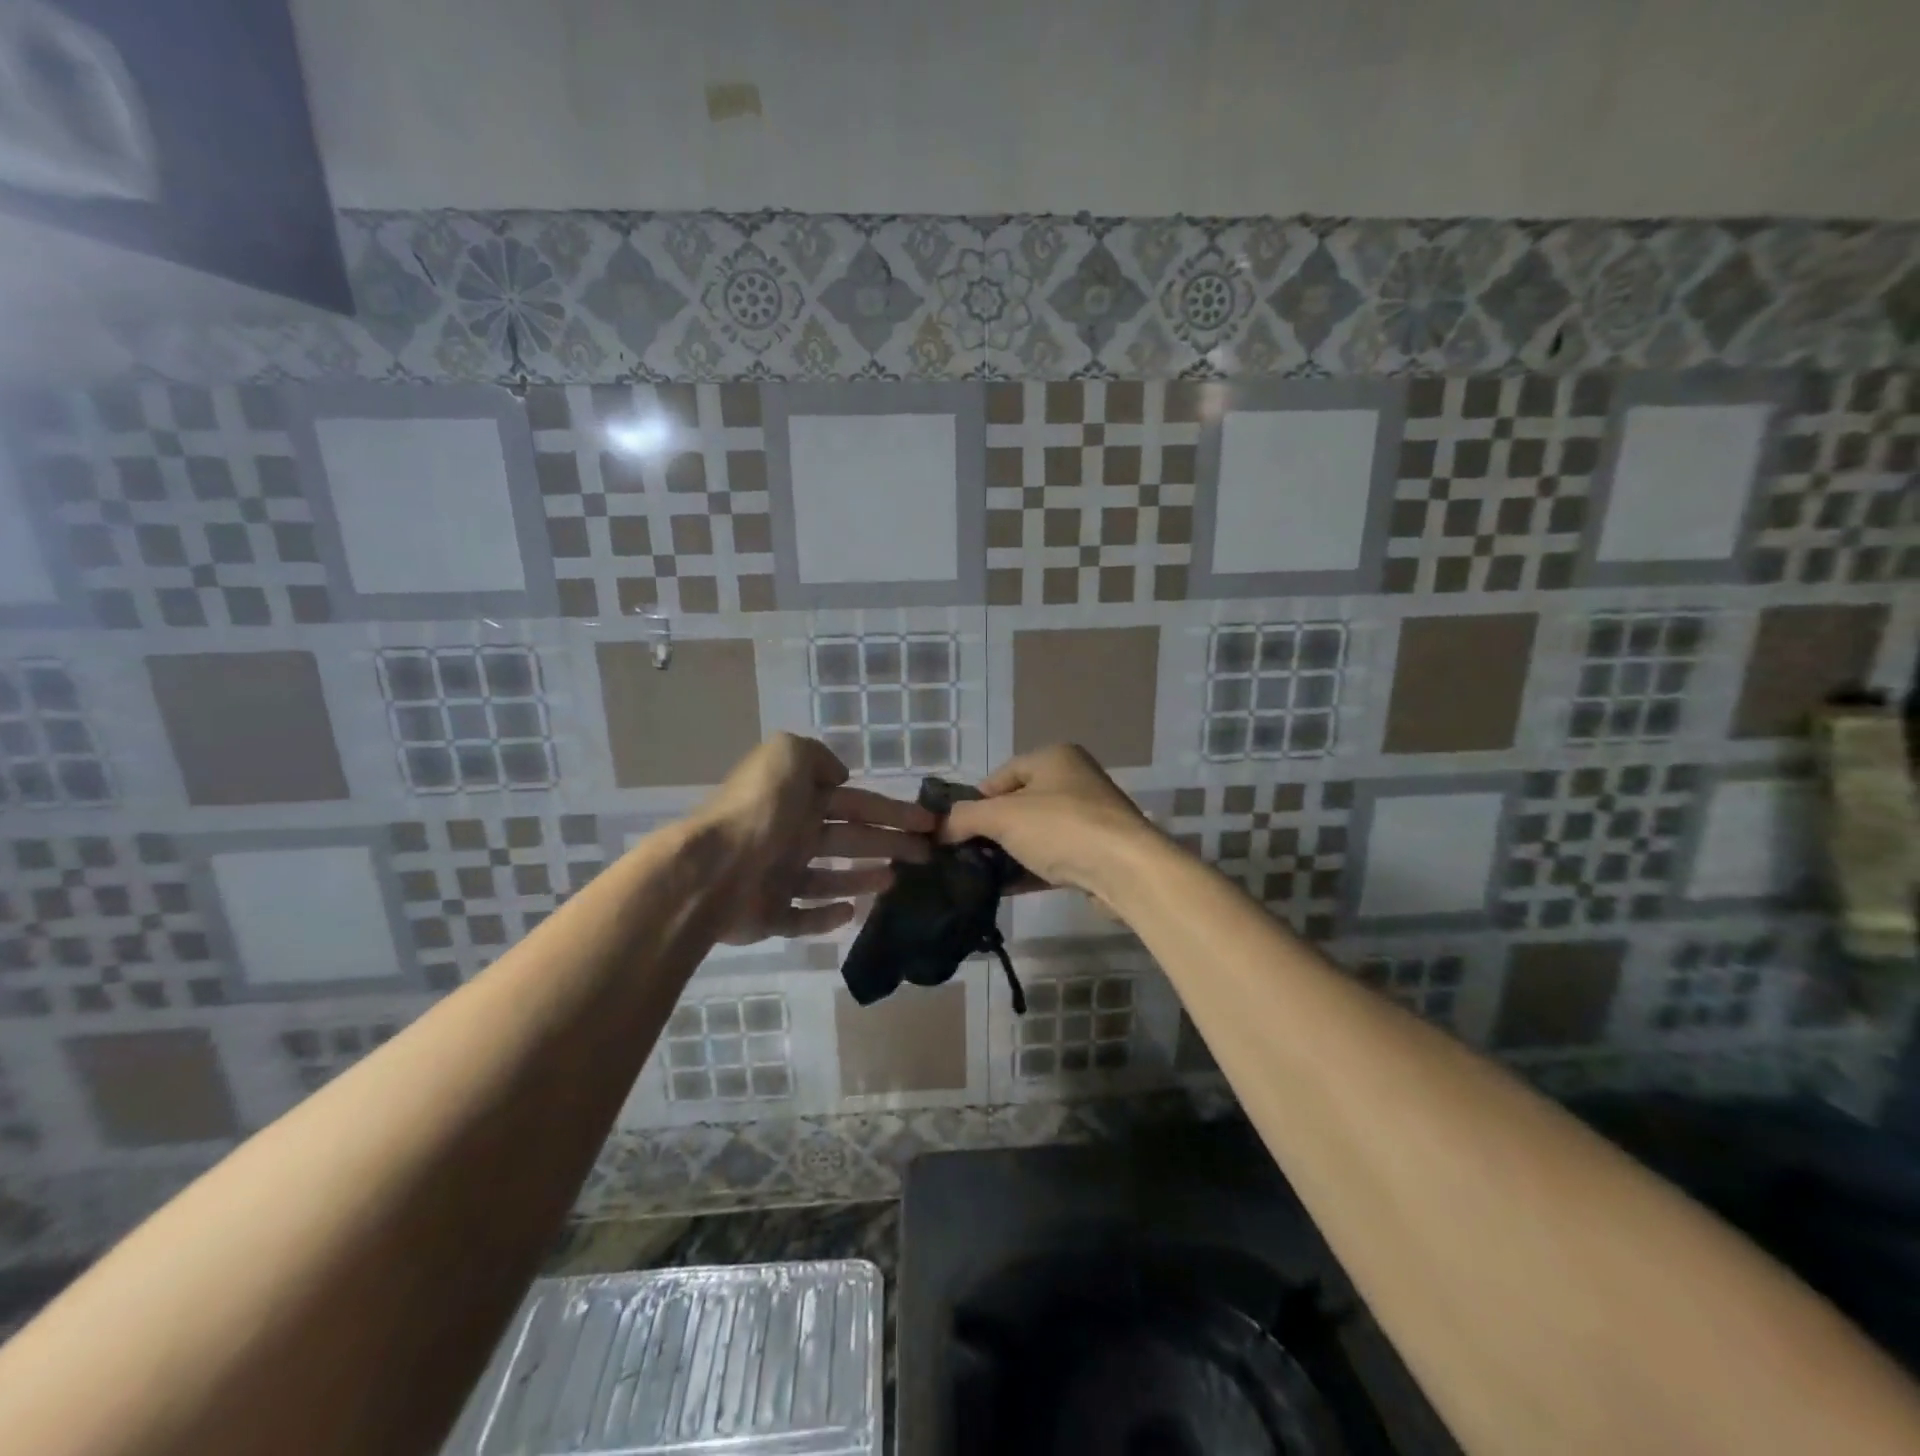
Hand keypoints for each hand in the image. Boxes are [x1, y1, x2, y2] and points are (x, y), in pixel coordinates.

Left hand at [691, 734, 934, 943]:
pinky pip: (804, 918)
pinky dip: (827, 916)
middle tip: (927, 854)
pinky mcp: (770, 916)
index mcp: (799, 800)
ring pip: (830, 879)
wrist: (712, 869)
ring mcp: (779, 878)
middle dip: (890, 843)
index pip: (857, 803)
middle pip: (851, 840)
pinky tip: (852, 912)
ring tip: (895, 879)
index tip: (929, 822)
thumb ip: (815, 756)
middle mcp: (792, 836)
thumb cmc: (759, 812)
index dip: (893, 811)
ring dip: (863, 878)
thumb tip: (838, 775)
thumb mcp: (787, 756)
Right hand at [939, 744, 1158, 898]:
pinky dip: (1029, 870)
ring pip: (1035, 833)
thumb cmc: (1061, 827)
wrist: (1125, 870)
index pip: (1001, 775)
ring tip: (980, 875)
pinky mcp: (1096, 852)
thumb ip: (965, 818)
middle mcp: (1074, 781)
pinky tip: (1005, 889)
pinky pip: (1052, 857)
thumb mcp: (1002, 816)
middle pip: (1018, 804)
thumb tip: (939, 828)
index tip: (956, 828)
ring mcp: (1088, 818)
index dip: (976, 800)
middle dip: (991, 830)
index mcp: (1054, 758)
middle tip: (965, 853)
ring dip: (1009, 853)